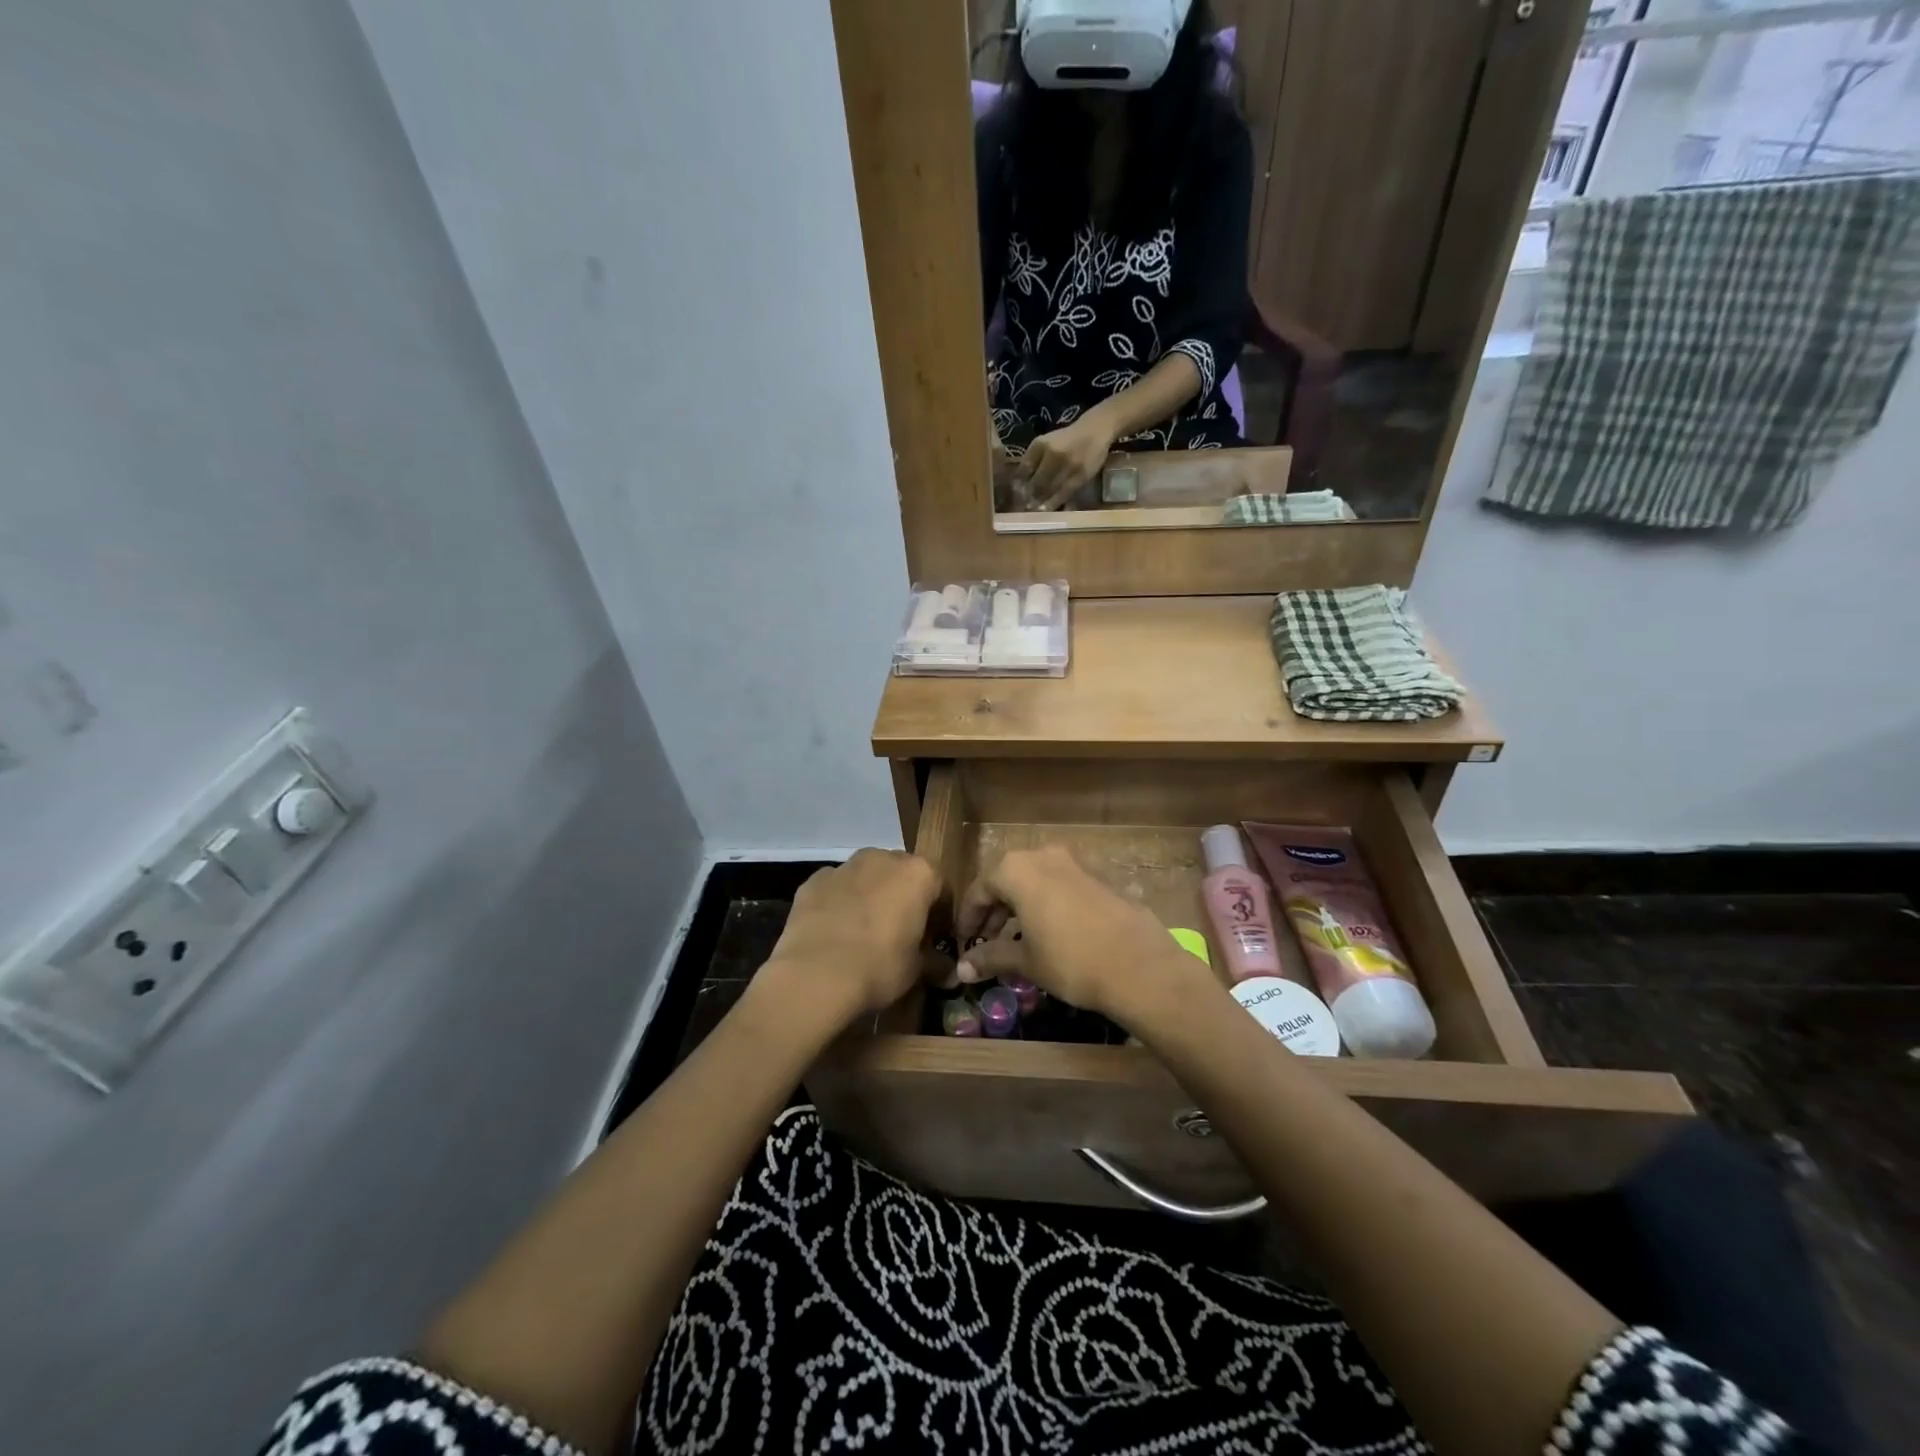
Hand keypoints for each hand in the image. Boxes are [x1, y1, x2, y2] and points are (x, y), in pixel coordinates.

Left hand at [761, 849, 938, 1026]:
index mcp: (918, 874)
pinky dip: (839, 902)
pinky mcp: (814, 880)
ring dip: (871, 895)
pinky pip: (836, 888)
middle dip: (903, 898)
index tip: (934, 939)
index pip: (940, 889)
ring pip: (866, 876)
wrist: (815, 974)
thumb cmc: (879, 967)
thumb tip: (952, 974)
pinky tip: (835, 931)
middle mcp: (883, 859)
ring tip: (864, 932)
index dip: (939, 916)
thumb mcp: (916, 970)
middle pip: (902, 875)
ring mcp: (845, 866)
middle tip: (900, 933)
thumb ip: (936, 964)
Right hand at [952, 845, 1211, 1023]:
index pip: (979, 890)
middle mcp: (1042, 856)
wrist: (1139, 965)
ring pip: (1033, 882)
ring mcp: (1073, 863)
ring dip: (1019, 909)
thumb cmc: (1070, 960)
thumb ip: (991, 958)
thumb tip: (962, 968)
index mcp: (1017, 869)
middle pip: (1006, 881)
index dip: (967, 919)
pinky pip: (1058, 887)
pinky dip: (1044, 906)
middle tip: (985, 945)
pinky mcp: (1097, 877)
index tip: (963, 944)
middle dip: (993, 913)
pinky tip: (1048, 936)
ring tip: (1014, 944)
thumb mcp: (1025, 961)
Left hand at [1019, 412, 1116, 508]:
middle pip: (1036, 482)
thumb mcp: (1045, 442)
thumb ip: (1032, 459)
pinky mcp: (1080, 476)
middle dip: (1028, 496)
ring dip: (1039, 502)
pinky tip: (1047, 509)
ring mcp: (1067, 465)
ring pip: (1049, 489)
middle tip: (1023, 506)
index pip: (1024, 469)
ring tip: (1034, 510)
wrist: (1095, 431)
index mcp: (1040, 445)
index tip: (1015, 494)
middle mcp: (1053, 454)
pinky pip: (1064, 493)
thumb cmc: (1066, 439)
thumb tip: (1019, 482)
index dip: (1018, 484)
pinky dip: (1054, 503)